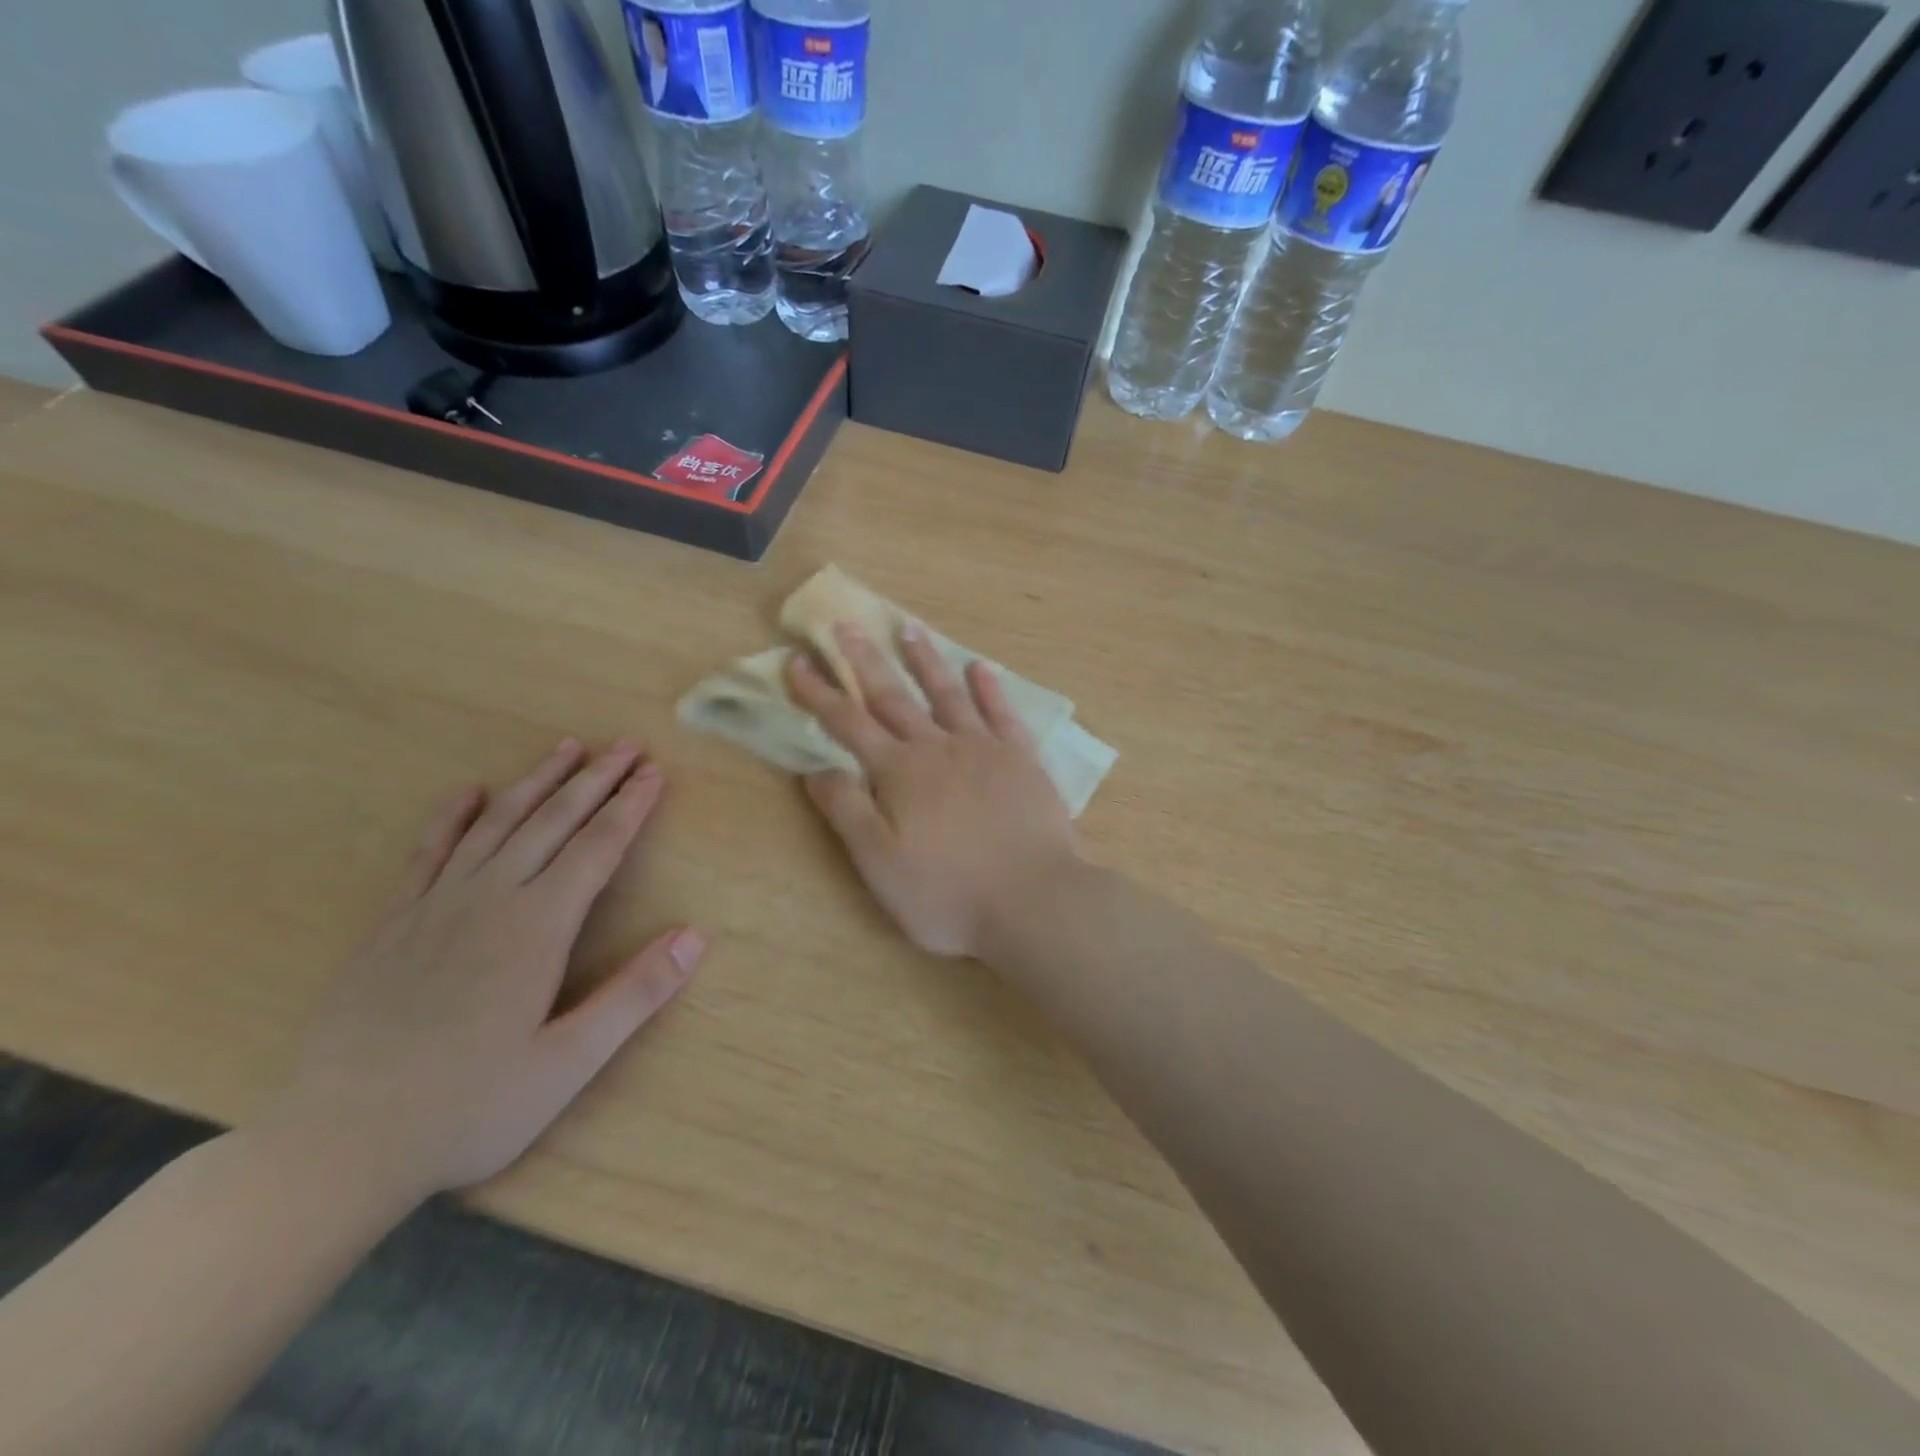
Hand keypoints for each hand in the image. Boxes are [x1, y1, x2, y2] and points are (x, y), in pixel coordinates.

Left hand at [264, 740, 704, 1204]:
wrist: (333, 1148)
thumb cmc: (467, 1109)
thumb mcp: (568, 1064)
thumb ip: (635, 995)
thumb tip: (694, 937)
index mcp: (536, 928)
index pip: (597, 848)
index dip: (631, 806)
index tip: (654, 772)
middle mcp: (489, 900)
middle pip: (553, 822)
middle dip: (595, 779)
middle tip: (627, 744)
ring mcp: (434, 907)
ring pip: (496, 824)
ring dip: (537, 781)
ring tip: (568, 748)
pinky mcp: (391, 924)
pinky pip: (427, 852)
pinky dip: (452, 816)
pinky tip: (469, 791)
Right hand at [788, 623, 1078, 959]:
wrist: (1033, 900)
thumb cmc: (948, 893)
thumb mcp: (880, 864)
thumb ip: (847, 812)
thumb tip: (816, 769)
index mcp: (899, 772)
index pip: (848, 724)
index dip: (819, 693)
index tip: (797, 662)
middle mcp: (938, 748)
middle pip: (895, 696)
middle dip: (866, 661)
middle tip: (848, 626)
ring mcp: (984, 749)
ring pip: (948, 694)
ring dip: (926, 661)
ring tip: (910, 629)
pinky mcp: (1023, 759)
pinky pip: (1003, 712)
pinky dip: (990, 688)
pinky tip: (980, 668)